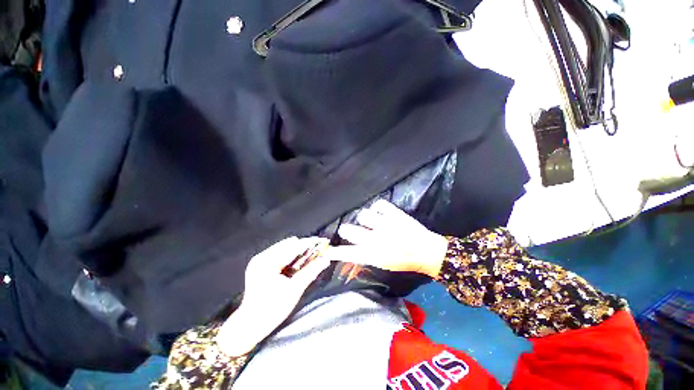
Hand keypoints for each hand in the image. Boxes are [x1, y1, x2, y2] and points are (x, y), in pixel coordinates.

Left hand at [216, 237, 330, 355]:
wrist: (250, 325)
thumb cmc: (272, 310)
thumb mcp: (294, 290)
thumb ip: (311, 271)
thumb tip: (326, 259)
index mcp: (267, 263)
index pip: (292, 247)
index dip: (309, 244)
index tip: (322, 242)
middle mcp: (262, 257)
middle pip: (288, 245)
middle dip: (304, 247)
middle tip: (318, 251)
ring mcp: (259, 260)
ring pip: (284, 248)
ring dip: (298, 251)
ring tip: (310, 257)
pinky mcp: (259, 265)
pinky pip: (279, 254)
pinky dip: (290, 257)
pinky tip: (297, 263)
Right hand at [325, 200, 447, 278]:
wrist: (426, 251)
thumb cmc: (403, 260)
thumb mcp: (382, 264)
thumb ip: (365, 256)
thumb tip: (350, 248)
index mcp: (373, 254)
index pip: (347, 253)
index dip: (334, 251)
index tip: (325, 249)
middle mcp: (376, 239)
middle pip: (348, 230)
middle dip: (346, 230)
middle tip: (350, 230)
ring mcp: (385, 224)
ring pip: (363, 215)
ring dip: (365, 218)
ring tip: (372, 221)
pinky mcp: (394, 213)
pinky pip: (379, 204)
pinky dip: (379, 208)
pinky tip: (382, 213)